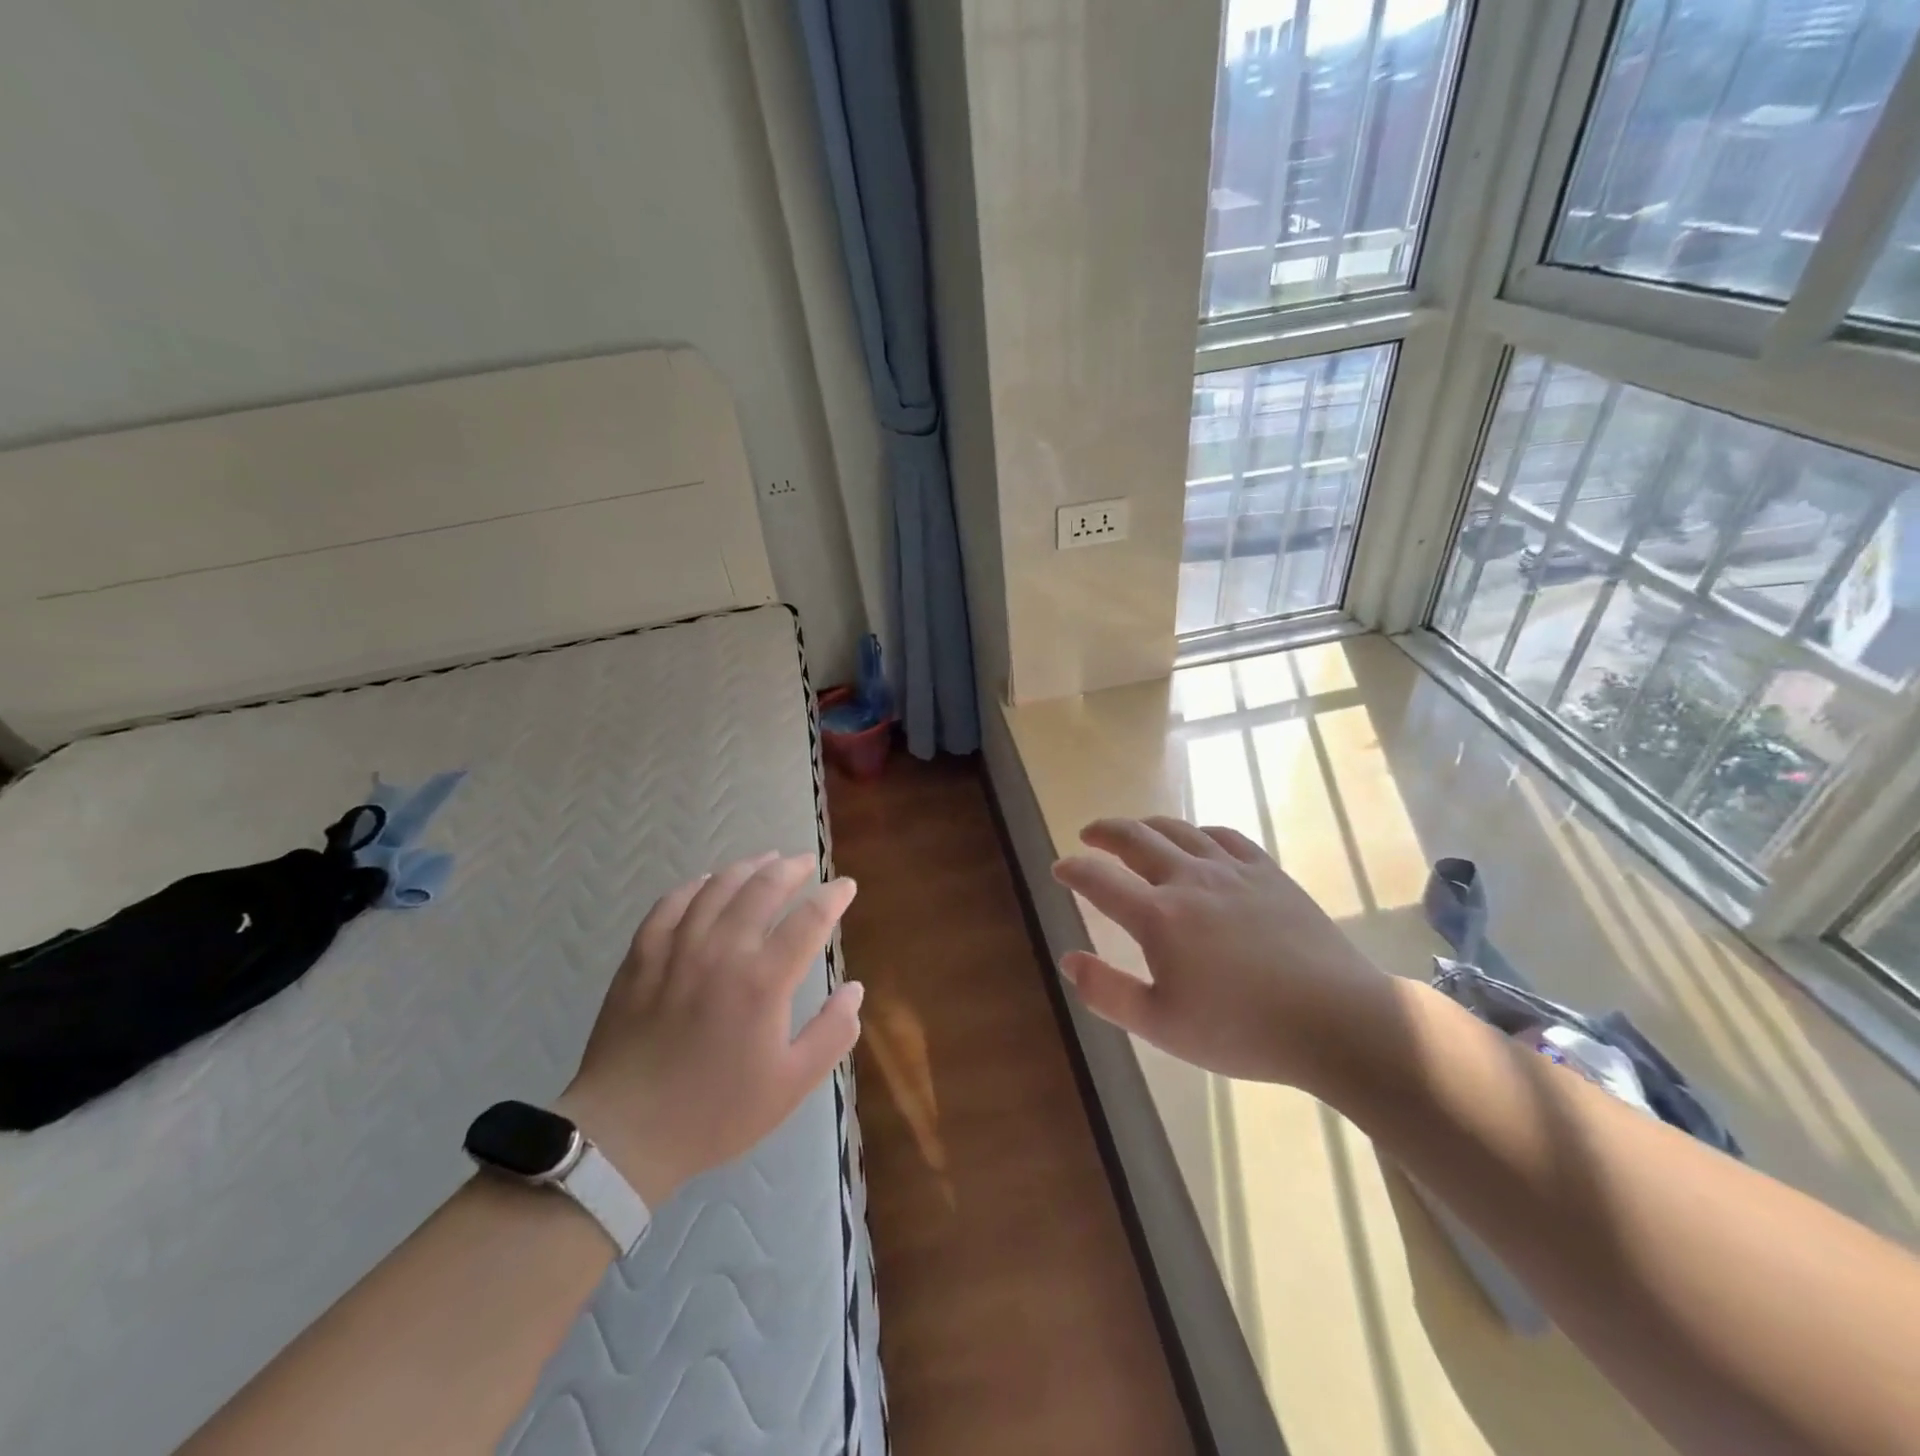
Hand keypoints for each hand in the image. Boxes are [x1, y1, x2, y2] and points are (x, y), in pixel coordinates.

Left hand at [557, 853, 862, 1206]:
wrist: (624, 1134)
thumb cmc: (716, 1112)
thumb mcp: (791, 1084)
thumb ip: (832, 1033)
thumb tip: (855, 988)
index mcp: (763, 980)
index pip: (809, 918)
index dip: (833, 896)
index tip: (845, 886)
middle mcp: (723, 950)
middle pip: (763, 888)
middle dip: (792, 868)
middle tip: (807, 862)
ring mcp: (677, 948)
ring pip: (718, 887)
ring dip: (747, 867)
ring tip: (766, 859)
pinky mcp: (641, 956)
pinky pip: (671, 903)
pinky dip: (695, 885)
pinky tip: (706, 882)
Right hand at [1052, 817, 1386, 1089]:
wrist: (1335, 1020)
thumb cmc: (1242, 1030)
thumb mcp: (1161, 1025)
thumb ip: (1107, 992)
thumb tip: (1068, 959)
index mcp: (1158, 917)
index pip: (1100, 881)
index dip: (1073, 870)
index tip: (1059, 868)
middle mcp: (1189, 880)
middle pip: (1135, 839)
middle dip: (1105, 833)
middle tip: (1088, 834)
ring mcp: (1232, 870)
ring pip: (1178, 830)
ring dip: (1146, 825)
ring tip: (1134, 830)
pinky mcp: (1268, 873)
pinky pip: (1224, 836)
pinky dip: (1198, 832)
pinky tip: (1197, 840)